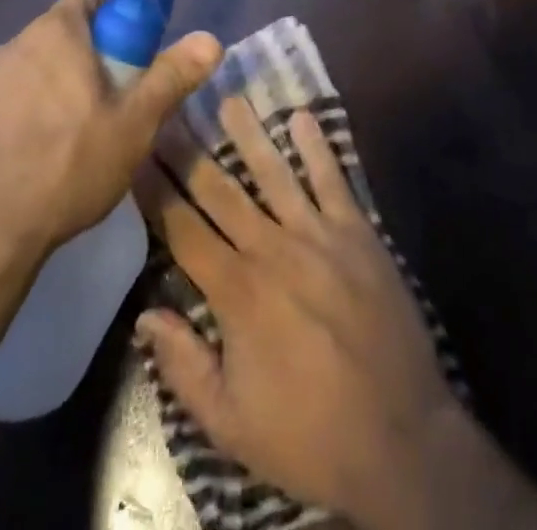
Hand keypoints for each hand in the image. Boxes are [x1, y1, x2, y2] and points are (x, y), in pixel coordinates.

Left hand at [0, 0, 220, 278]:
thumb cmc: (64, 170)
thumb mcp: (133, 126)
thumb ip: (172, 77)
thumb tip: (211, 37)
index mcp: (53, 36)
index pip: (84, 1)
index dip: (107, 22)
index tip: (121, 58)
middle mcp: (3, 50)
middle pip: (47, 42)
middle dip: (70, 65)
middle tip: (93, 111)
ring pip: (9, 81)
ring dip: (29, 99)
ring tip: (47, 151)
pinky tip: (1, 176)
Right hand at [135, 98, 473, 529]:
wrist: (400, 438)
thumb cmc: (309, 434)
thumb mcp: (230, 424)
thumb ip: (184, 366)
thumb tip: (144, 316)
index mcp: (236, 292)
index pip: (183, 229)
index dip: (156, 191)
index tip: (136, 154)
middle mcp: (271, 248)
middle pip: (221, 190)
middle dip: (189, 151)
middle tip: (169, 111)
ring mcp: (318, 234)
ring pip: (274, 173)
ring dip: (249, 134)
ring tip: (229, 98)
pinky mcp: (357, 232)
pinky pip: (332, 180)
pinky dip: (317, 147)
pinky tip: (302, 117)